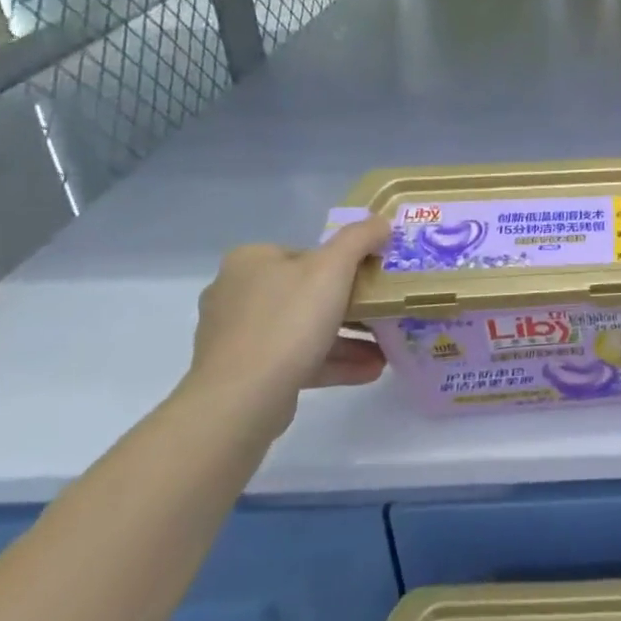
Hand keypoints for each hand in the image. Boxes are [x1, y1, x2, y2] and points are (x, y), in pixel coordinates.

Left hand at [185, 213, 390, 436]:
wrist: (242, 399)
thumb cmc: (289, 320)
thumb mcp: (334, 267)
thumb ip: (360, 238)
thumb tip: (381, 222)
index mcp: (250, 261)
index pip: (306, 254)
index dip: (343, 265)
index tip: (372, 280)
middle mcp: (235, 293)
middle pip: (306, 292)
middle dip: (351, 306)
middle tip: (383, 313)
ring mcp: (237, 336)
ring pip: (304, 329)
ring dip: (348, 338)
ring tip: (385, 349)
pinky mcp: (244, 372)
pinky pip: (296, 358)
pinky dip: (332, 361)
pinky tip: (370, 370)